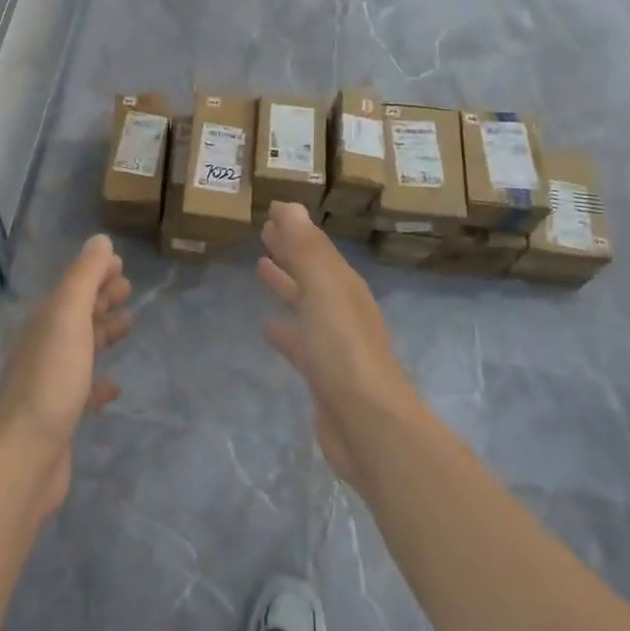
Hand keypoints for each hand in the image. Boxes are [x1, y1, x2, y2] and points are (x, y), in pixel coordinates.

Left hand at [0, 234, 131, 515]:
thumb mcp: (68, 316)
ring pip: (80, 348)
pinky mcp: (59, 416)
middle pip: (76, 314)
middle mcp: (44, 346)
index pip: (73, 287)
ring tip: (129, 325)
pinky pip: (83, 389)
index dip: (95, 273)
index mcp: (45, 321)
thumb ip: (84, 277)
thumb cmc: (51, 378)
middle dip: (100, 298)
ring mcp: (50, 382)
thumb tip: (100, 240)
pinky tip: (114, 386)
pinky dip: (99, 382)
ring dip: (102, 333)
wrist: (24, 454)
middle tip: (129, 289)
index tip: (120, 266)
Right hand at [256, 203, 420, 484]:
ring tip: (260, 268)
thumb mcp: (323, 291)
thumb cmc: (343, 350)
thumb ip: (306, 249)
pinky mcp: (323, 374)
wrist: (369, 424)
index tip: (272, 212)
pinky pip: (300, 341)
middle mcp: (342, 310)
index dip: (295, 230)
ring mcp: (334, 344)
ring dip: (286, 285)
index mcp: (344, 287)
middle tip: (265, 233)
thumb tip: (289, 205)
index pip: (316, 248)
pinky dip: (284, 329)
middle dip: (291, 252)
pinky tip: (266, 328)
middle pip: (312, 273)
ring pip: (305, 304)